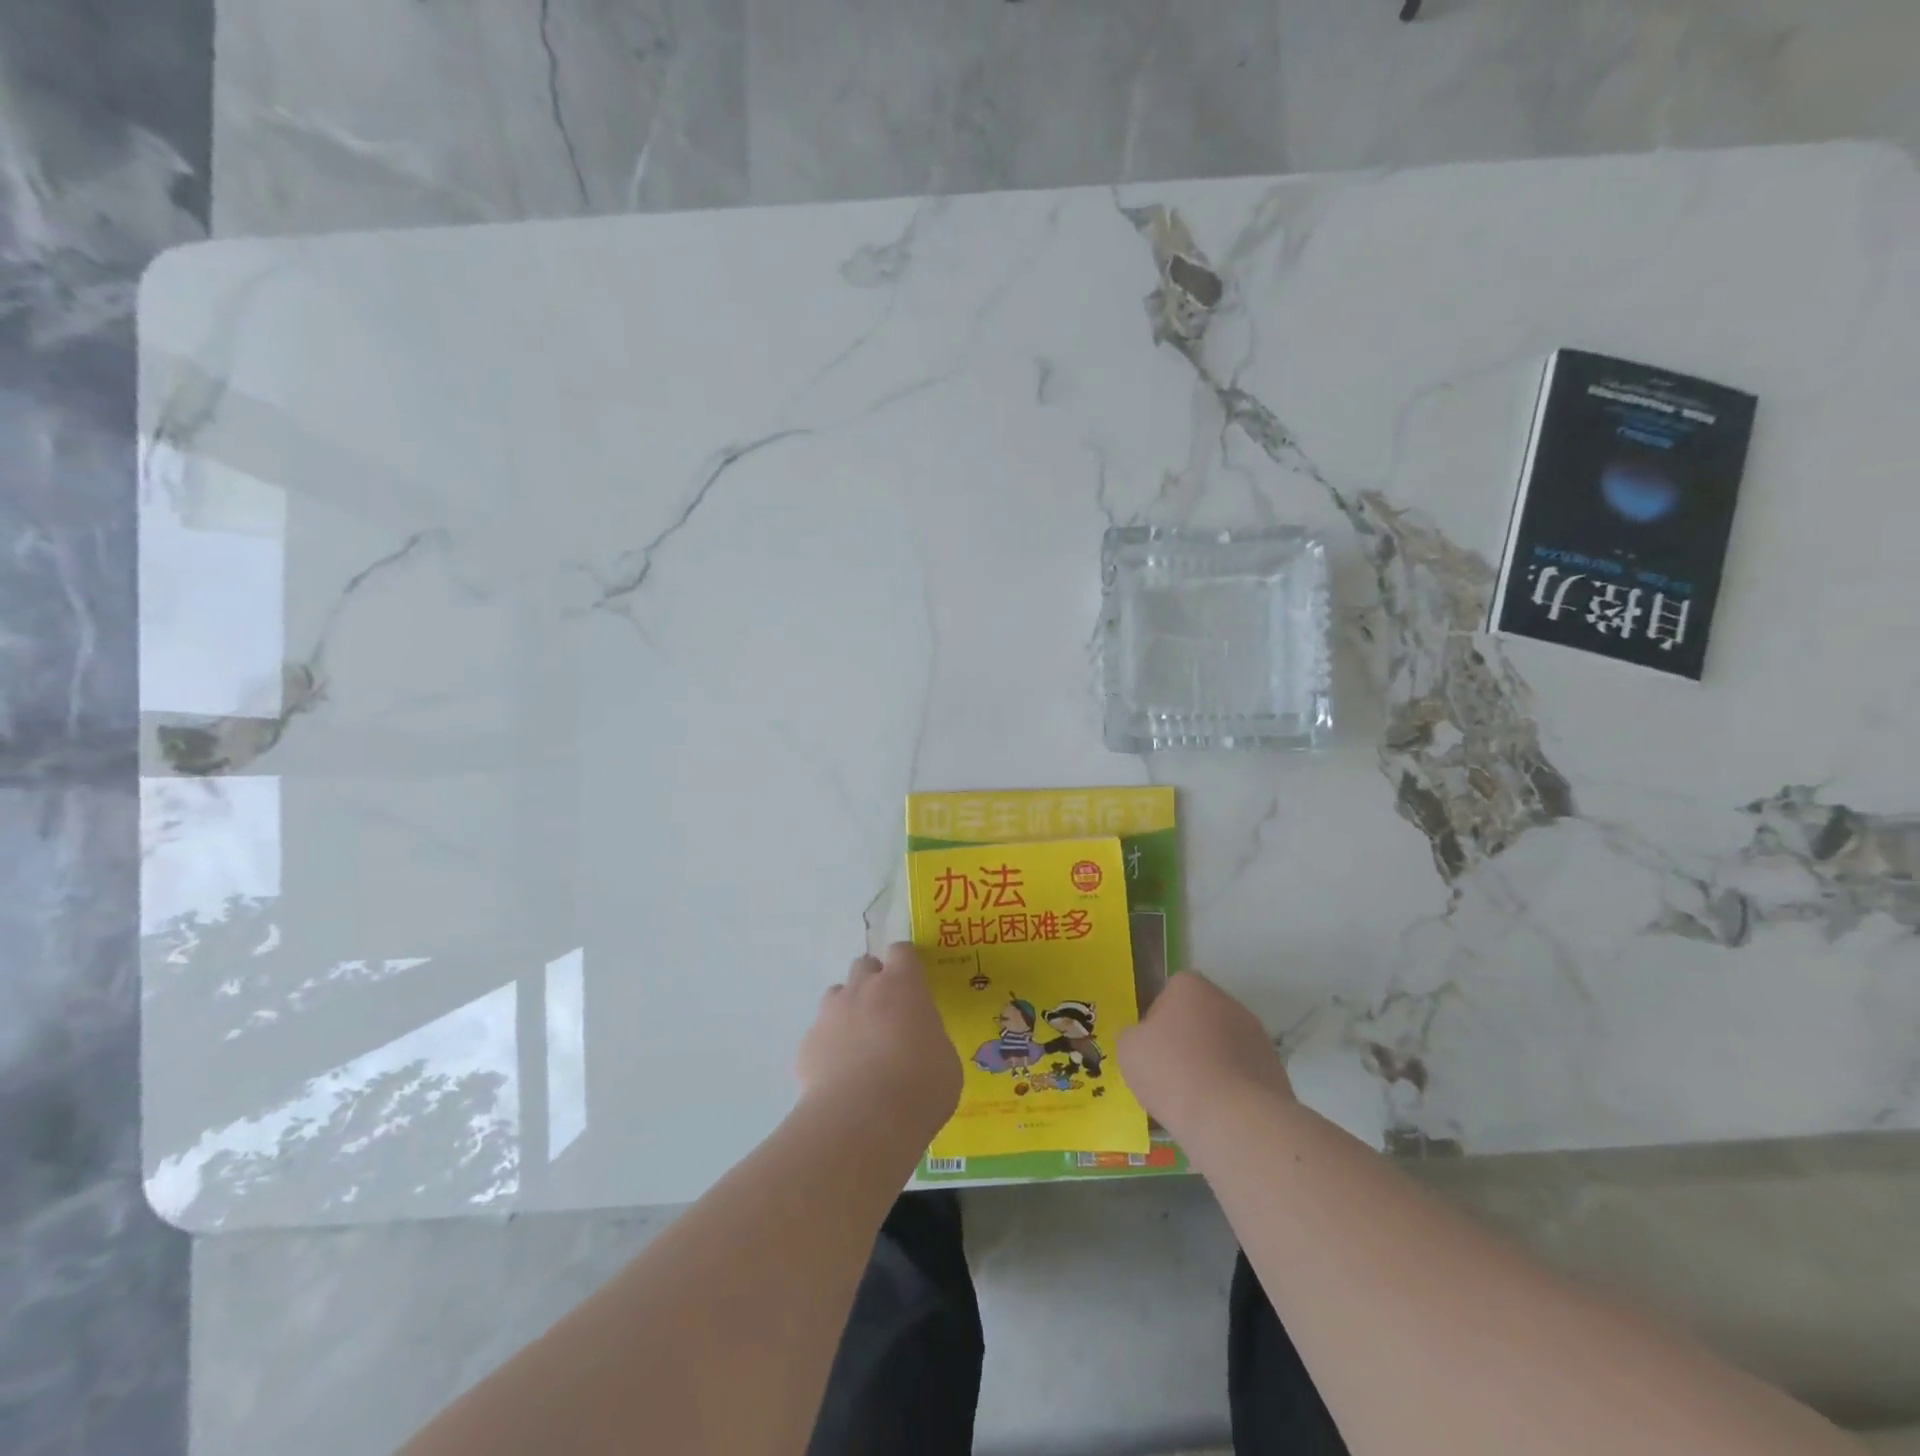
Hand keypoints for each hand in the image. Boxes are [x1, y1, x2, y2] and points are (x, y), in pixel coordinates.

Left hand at [797, 943, 961, 1144]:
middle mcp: (863, 988)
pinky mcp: (806, 1045)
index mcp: (902, 985)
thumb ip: (929, 1039)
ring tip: (860, 1046)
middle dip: (874, 982)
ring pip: (837, 996)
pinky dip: (829, 1048)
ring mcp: (830, 1014)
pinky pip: (819, 1035)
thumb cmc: (919, 1086)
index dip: (907, 965)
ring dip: (849, 1011)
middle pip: (865, 965)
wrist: (862, 1122)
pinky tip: (839, 1078)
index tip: (913, 984)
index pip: (902, 951)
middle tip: (887, 1015)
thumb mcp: (945, 1060)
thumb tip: (920, 1043)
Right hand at [1116, 972, 1293, 1139]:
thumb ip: (1132, 1036)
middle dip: (1186, 1041)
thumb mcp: (1128, 1050)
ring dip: (1211, 1065)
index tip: (1152, 1047)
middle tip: (1170, 1073)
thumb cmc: (1172, 1072)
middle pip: (1199, 1017)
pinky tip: (1218, 1113)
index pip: (1171, 992)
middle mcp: (1228, 1002)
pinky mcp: (1275, 1070)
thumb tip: (1142, 1039)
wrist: (1234, 1120)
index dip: (1158, 1019)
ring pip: (1223, 1047)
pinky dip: (1231, 1089)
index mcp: (1191, 987)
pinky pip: (1242, 1074)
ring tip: (1195, 1100)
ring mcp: (1257, 1036)